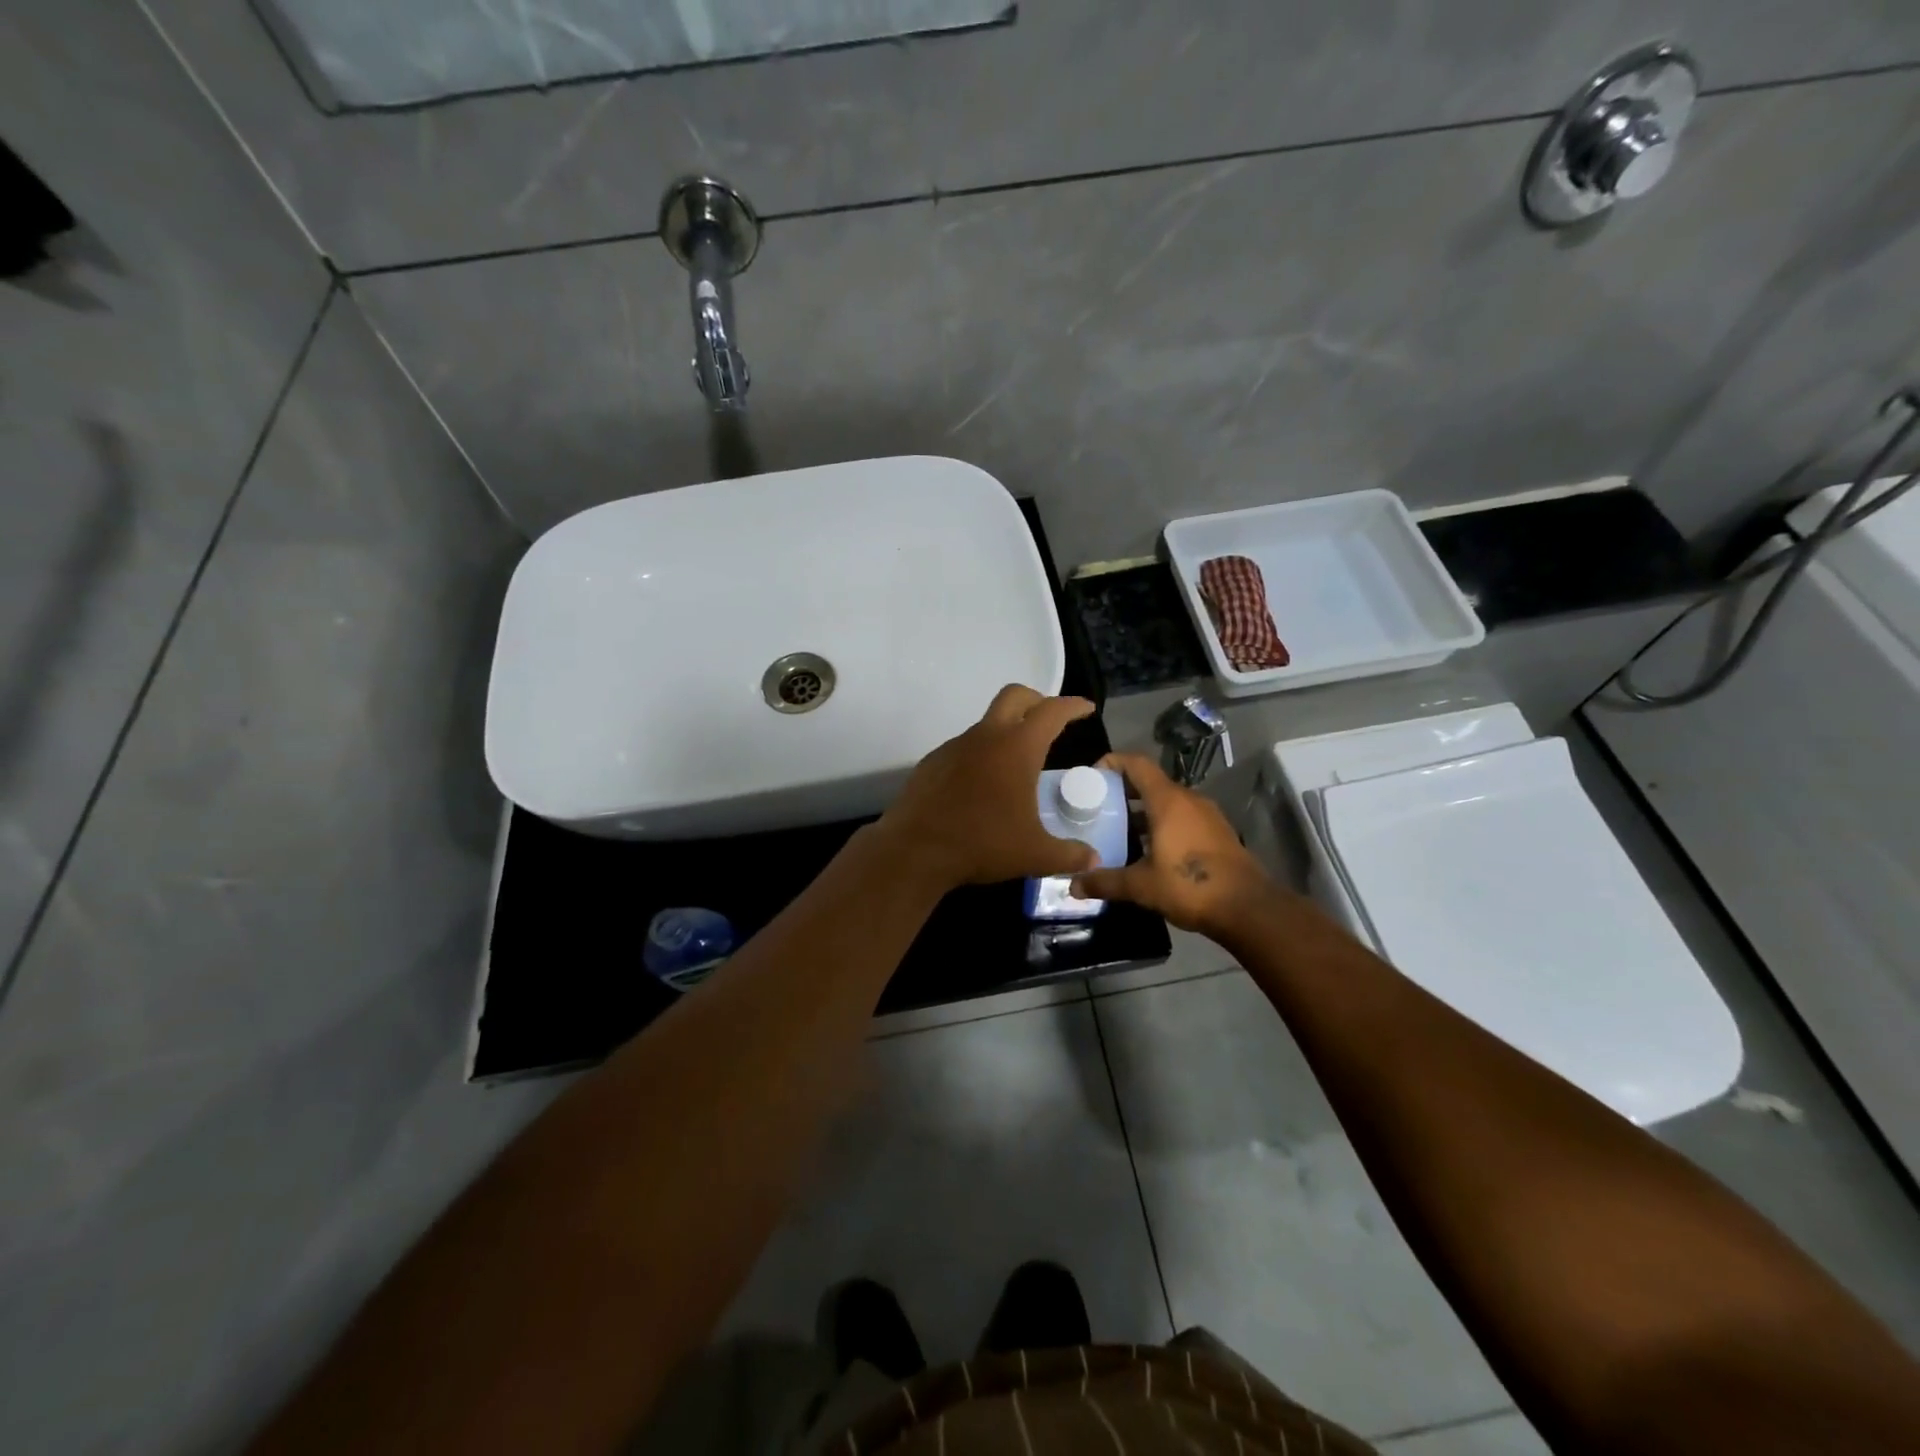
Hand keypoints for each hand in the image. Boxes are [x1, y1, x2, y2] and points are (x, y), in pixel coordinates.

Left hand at [877, 685, 1100, 888]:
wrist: (915, 850)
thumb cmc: (982, 844)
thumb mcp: (1034, 854)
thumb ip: (1069, 854)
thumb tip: (1093, 861)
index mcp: (1017, 748)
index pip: (1052, 712)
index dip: (1072, 706)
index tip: (1086, 709)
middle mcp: (986, 737)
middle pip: (1015, 697)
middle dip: (1037, 701)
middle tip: (1051, 722)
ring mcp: (955, 746)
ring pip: (987, 723)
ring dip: (1006, 732)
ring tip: (1018, 765)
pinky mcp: (933, 762)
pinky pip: (965, 748)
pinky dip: (981, 755)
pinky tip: (983, 786)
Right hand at [1071, 752, 1277, 936]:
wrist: (1248, 908)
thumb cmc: (1190, 887)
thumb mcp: (1141, 886)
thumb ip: (1105, 882)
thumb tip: (1072, 886)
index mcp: (1168, 801)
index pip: (1136, 764)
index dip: (1112, 762)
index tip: (1092, 777)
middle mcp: (1188, 799)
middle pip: (1150, 782)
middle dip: (1122, 791)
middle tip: (1097, 808)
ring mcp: (1207, 815)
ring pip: (1167, 801)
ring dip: (1142, 810)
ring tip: (1118, 830)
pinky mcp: (1217, 832)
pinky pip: (1183, 817)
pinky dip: (1162, 823)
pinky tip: (1149, 849)